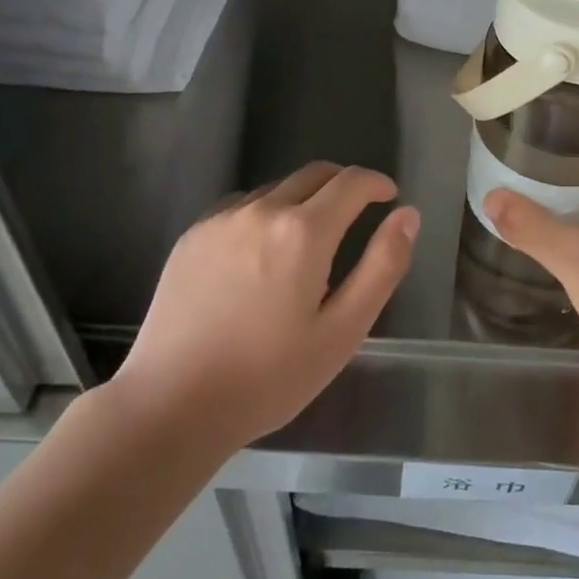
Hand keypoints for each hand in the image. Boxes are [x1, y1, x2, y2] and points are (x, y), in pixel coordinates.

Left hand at [113, 162, 417, 448]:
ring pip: (276, 189)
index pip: (351, 182)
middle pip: (314, 174)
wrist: (171, 405)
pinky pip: (241, 206)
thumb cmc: (269, 376)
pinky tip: (261, 251)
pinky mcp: (192, 236)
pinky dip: (265, 213)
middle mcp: (262, 210)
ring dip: (303, 199)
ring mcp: (221, 220)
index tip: (389, 197)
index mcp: (303, 231)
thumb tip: (407, 215)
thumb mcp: (342, 331)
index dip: (376, 183)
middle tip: (357, 212)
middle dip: (343, 184)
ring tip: (309, 239)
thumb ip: (382, 266)